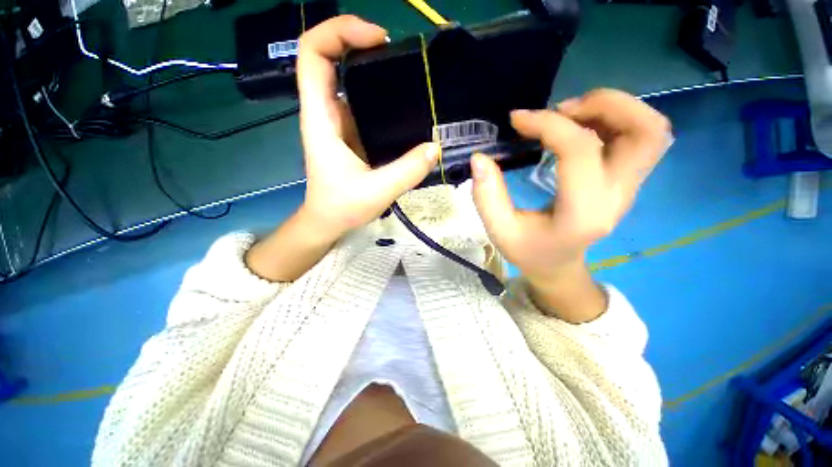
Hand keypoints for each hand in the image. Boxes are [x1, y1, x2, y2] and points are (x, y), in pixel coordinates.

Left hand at [296, 15, 439, 241]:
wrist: (328, 221)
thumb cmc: (342, 207)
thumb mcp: (376, 191)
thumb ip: (407, 171)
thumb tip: (435, 148)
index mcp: (321, 118)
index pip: (314, 55)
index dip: (339, 32)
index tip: (378, 39)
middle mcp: (326, 113)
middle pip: (331, 58)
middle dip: (360, 43)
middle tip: (399, 54)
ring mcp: (339, 122)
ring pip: (349, 80)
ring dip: (373, 68)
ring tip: (407, 75)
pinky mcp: (352, 134)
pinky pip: (363, 104)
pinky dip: (381, 96)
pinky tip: (404, 106)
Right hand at [471, 89, 670, 320]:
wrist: (557, 265)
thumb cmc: (527, 250)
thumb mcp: (500, 230)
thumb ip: (487, 196)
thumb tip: (479, 158)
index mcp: (582, 212)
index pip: (580, 151)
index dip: (548, 125)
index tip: (518, 120)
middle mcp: (617, 196)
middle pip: (645, 131)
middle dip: (605, 104)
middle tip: (561, 110)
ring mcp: (628, 188)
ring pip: (651, 130)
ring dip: (614, 108)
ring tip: (571, 115)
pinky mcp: (626, 182)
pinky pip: (640, 138)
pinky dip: (615, 120)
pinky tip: (580, 127)